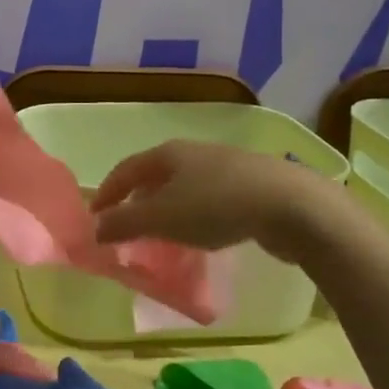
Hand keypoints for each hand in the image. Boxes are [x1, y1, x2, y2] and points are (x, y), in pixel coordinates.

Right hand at [88, 140, 347, 263]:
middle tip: (128, 228)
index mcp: (167, 154)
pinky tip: (203, 235)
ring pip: (184, 187)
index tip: (95, 217)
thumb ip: (125, 223)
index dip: (108, 192)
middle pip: (155, 175)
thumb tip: (95, 228)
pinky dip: (195, 215)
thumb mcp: (162, 218)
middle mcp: (193, 153)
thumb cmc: (216, 206)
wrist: (293, 205)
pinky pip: (210, 198)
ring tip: (164, 235)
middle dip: (138, 200)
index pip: (126, 170)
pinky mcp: (252, 185)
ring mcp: (226, 166)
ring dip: (168, 209)